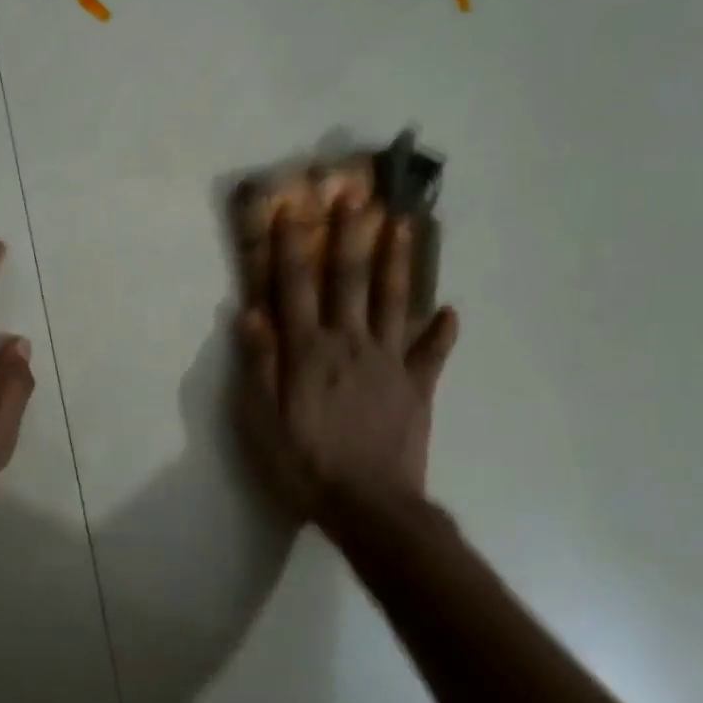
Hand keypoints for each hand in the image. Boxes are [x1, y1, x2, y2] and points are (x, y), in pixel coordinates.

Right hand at [235, 201, 458, 521]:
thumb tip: (251, 311)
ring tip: (404, 224)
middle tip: (356, 195)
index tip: (288, 207)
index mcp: (309, 349)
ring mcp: (389, 362)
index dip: (289, 244)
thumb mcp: (261, 420)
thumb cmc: (304, 463)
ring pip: (394, 301)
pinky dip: (443, 333)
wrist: (370, 508)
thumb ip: (259, 363)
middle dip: (349, 234)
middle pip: (349, 279)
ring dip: (398, 261)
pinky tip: (452, 312)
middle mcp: (350, 342)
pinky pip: (432, 354)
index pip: (295, 285)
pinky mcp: (417, 387)